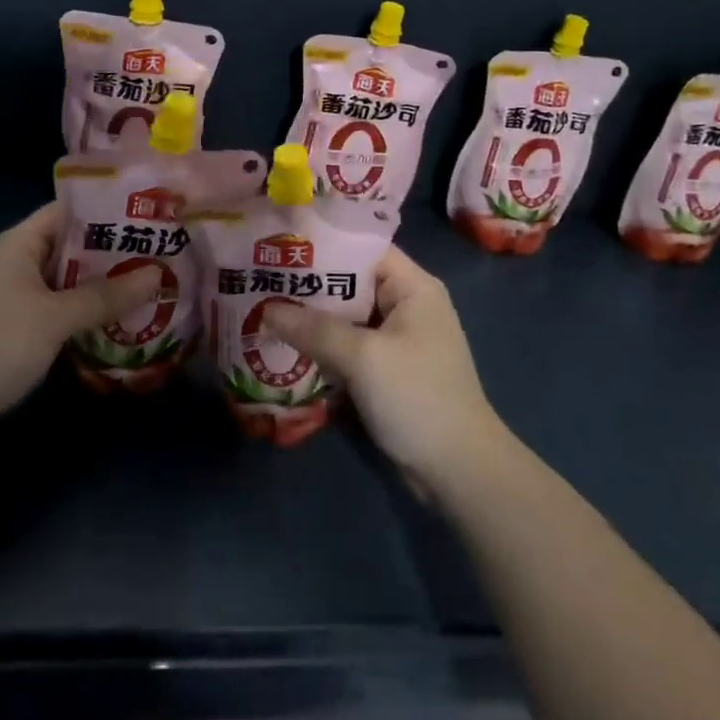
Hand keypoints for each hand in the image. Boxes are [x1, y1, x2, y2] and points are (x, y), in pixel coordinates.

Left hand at [0, 203, 160, 449]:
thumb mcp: (55, 317)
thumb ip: (106, 296)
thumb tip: (157, 275)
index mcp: (21, 242)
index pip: (71, 211)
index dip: (109, 210)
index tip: (151, 216)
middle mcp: (17, 262)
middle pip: (73, 247)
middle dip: (115, 253)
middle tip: (162, 256)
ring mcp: (15, 298)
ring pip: (69, 282)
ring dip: (104, 288)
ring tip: (152, 288)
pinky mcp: (15, 331)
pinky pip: (59, 312)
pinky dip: (86, 315)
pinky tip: (119, 324)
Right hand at [264, 247, 506, 492]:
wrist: (460, 474)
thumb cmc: (418, 398)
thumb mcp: (364, 358)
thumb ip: (314, 330)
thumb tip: (265, 310)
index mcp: (412, 287)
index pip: (362, 249)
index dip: (323, 245)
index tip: (280, 247)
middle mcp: (405, 305)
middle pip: (350, 283)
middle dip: (308, 286)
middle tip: (260, 280)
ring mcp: (396, 341)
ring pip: (345, 318)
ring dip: (311, 320)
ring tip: (262, 310)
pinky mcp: (387, 372)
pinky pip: (348, 348)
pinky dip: (322, 348)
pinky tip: (285, 348)